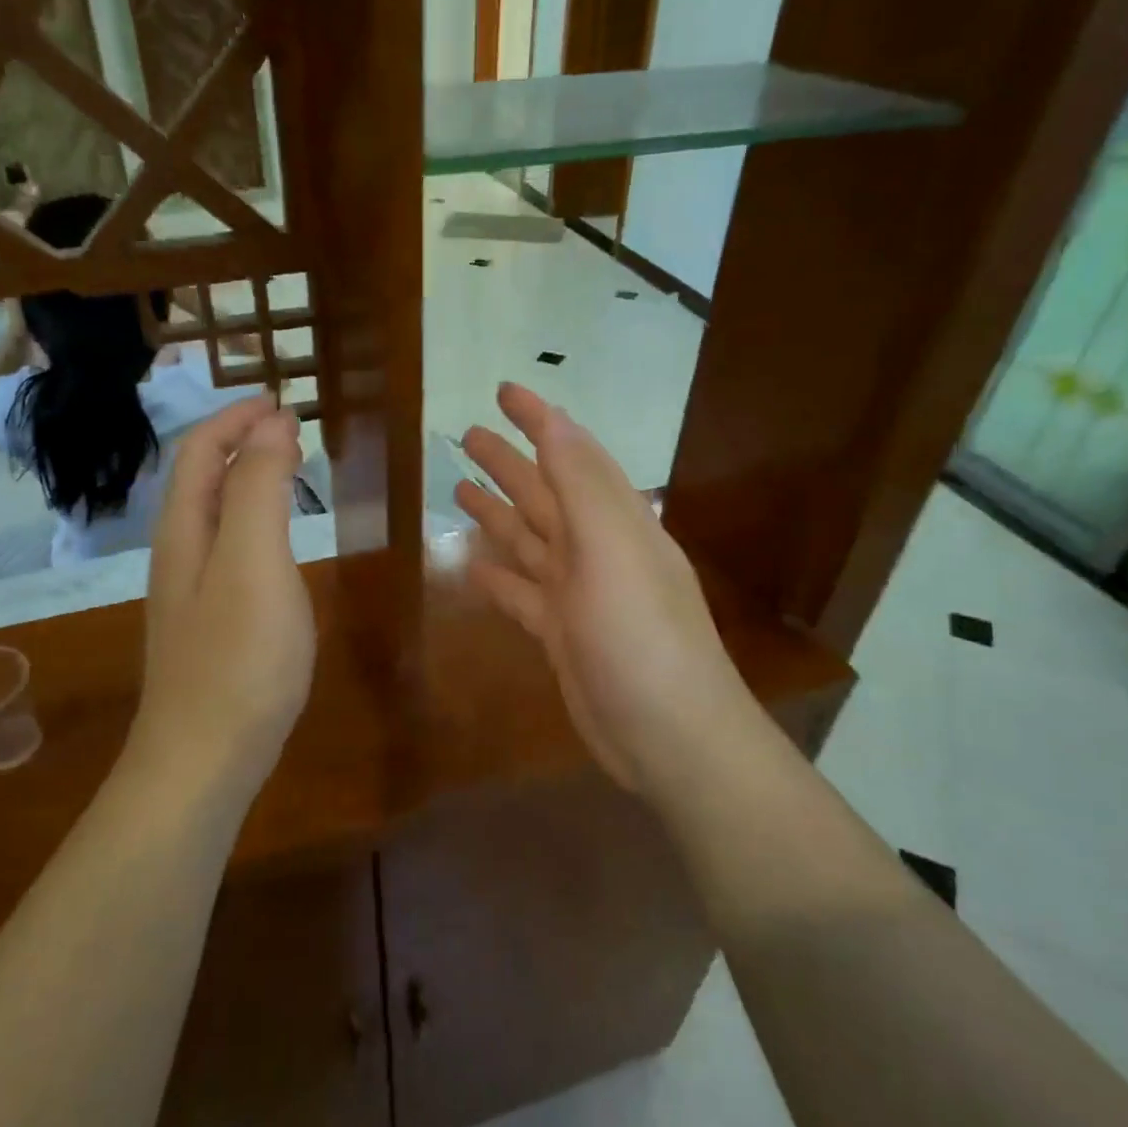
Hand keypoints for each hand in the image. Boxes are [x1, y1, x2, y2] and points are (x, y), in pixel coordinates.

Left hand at [135, 397, 314, 789]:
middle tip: (292, 433)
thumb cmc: (237, 658)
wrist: (205, 760)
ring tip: (289, 474)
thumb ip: (260, 488)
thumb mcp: (253, 561)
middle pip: (200, 480)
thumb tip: (272, 423)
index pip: (198, 451)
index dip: (235, 419)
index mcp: (184, 530)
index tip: (283, 403)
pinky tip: (279, 546)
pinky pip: (229, 553)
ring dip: (248, 482)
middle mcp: (179, 555)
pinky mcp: (211, 627)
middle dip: (240, 444)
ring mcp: (191, 595)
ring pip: (215, 518)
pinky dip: (255, 525)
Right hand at [454, 384, 756, 795]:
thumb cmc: (642, 638)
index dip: (541, 421)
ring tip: (458, 491)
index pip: (574, 455)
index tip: (505, 390)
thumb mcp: (614, 553)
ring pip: (529, 542)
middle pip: (545, 495)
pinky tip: (471, 566)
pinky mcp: (561, 636)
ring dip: (498, 515)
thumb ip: (583, 488)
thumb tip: (556, 423)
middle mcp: (597, 552)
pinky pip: (522, 595)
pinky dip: (498, 578)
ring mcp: (578, 596)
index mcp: (616, 523)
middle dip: (509, 464)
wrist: (669, 736)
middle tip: (466, 436)